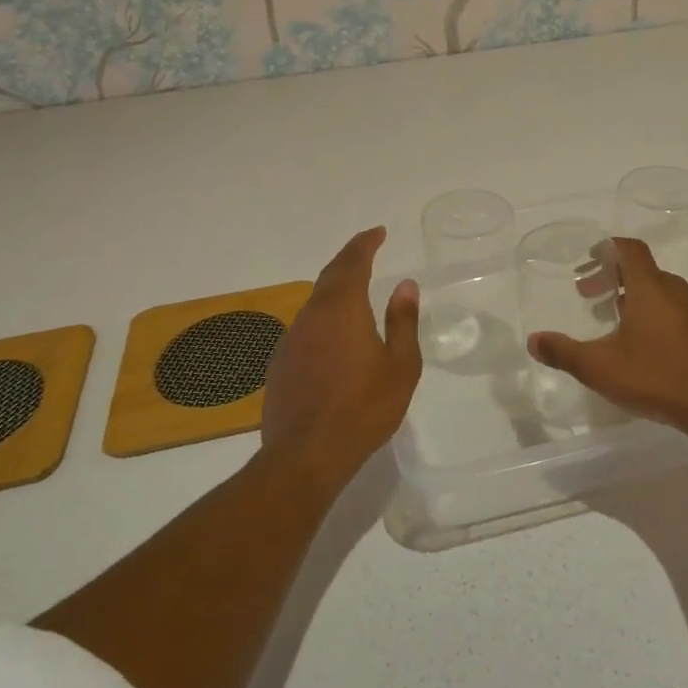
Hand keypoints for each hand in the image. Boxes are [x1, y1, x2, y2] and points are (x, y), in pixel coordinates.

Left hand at [261, 227, 422, 477]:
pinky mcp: (281, 363)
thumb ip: (403, 321)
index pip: (353, 262)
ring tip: (355, 290)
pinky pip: (306, 327)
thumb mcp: (400, 365)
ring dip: (335, 288)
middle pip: (330, 276)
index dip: (365, 243)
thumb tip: (406, 285)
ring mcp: (291, 339)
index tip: (378, 232)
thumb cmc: (364, 408)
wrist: (306, 455)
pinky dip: (323, 317)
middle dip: (349, 259)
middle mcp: (312, 316)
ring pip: (315, 302)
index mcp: (342, 309)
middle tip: (367, 250)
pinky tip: (335, 336)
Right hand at [528, 237, 687, 439]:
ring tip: (608, 316)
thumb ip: (564, 352)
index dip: (608, 247)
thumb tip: (533, 341)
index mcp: (649, 287)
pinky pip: (670, 308)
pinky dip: (649, 311)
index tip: (588, 258)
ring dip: (630, 294)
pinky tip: (637, 342)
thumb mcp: (600, 367)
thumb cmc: (656, 376)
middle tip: (587, 292)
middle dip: (611, 274)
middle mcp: (672, 291)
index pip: (630, 249)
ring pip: (656, 289)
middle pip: (640, 268)